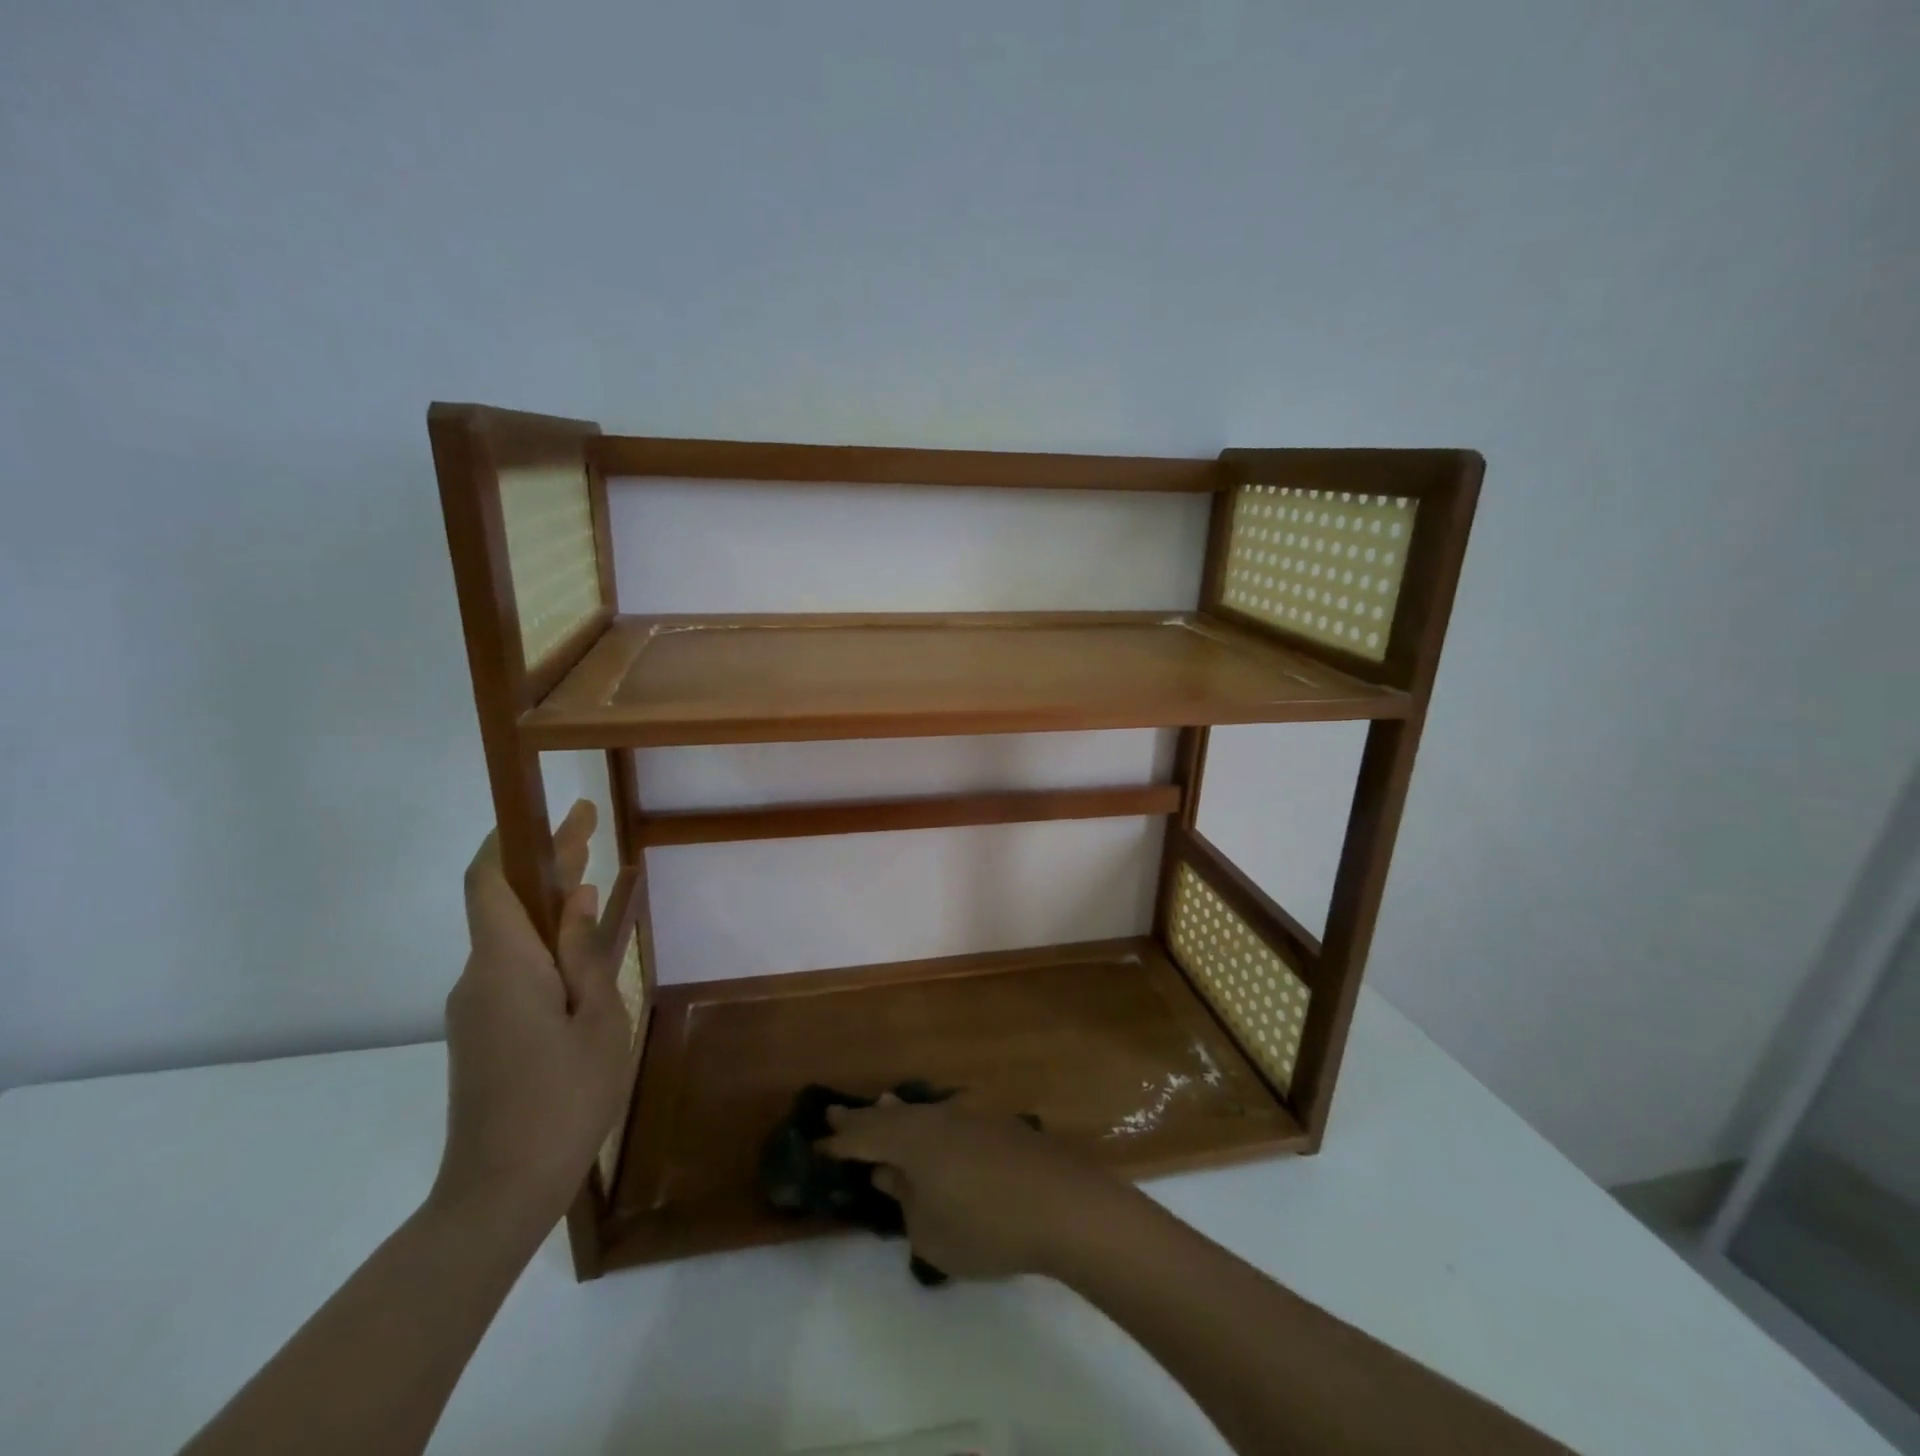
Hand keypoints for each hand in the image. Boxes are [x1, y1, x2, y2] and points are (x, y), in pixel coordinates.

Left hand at [432, 801, 630, 1232]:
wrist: (500, 1190)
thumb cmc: (563, 1097)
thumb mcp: (597, 1019)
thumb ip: (585, 954)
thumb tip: (579, 899)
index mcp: (505, 966)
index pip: (490, 882)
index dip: (513, 839)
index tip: (551, 811)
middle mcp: (479, 977)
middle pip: (506, 902)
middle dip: (547, 862)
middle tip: (591, 827)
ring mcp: (477, 1007)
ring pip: (512, 936)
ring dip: (551, 903)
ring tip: (599, 882)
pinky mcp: (484, 1031)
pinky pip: (514, 968)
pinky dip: (547, 943)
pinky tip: (583, 950)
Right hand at [820, 1096, 1147, 1280]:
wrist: (1062, 1204)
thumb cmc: (986, 1226)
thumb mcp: (930, 1231)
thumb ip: (905, 1200)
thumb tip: (889, 1174)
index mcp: (912, 1141)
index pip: (865, 1138)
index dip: (839, 1143)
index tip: (816, 1142)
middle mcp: (936, 1117)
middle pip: (891, 1116)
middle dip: (863, 1118)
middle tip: (834, 1112)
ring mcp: (969, 1115)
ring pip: (922, 1111)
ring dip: (897, 1113)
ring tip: (882, 1106)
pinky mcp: (997, 1124)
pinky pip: (947, 1116)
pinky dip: (929, 1121)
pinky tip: (935, 1126)